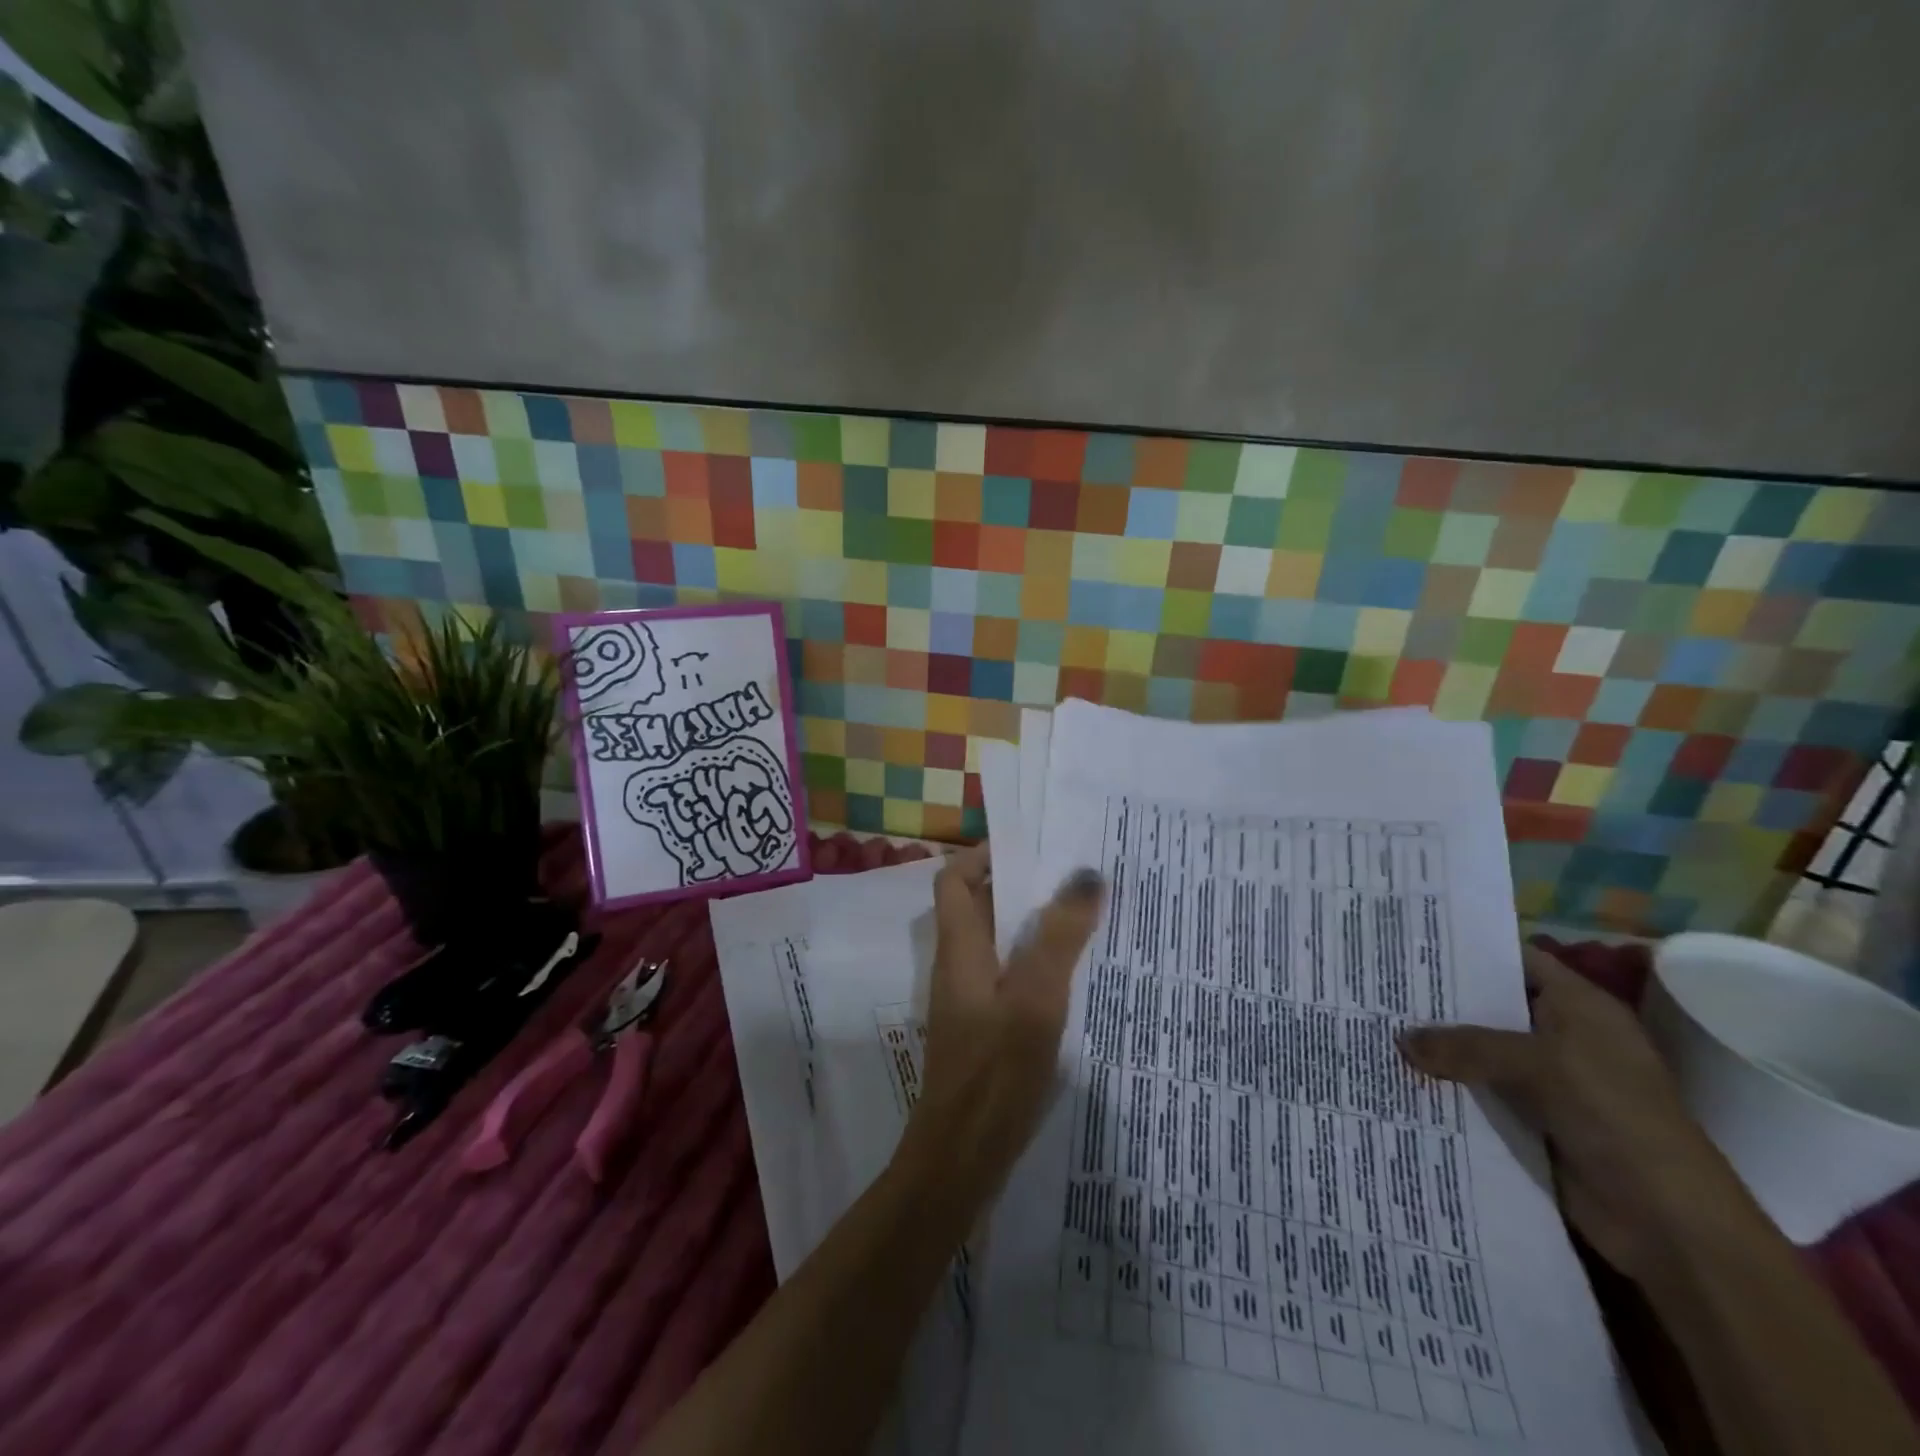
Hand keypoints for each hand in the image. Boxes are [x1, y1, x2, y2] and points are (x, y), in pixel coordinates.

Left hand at [894, 844, 1104, 1210]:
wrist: (962, 1158)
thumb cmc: (996, 1072)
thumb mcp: (1035, 998)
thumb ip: (1059, 937)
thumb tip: (1085, 874)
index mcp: (960, 948)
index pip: (953, 879)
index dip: (983, 855)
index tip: (1031, 846)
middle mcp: (959, 967)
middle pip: (979, 907)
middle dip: (1021, 886)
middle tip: (1075, 877)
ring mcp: (969, 1000)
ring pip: (998, 943)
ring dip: (1034, 926)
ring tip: (1085, 917)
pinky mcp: (983, 1030)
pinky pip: (1009, 977)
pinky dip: (1036, 964)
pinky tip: (1076, 977)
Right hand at [1398, 943, 1760, 1281]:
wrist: (1670, 1224)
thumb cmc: (1616, 1118)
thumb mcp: (1538, 1064)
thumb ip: (1465, 1045)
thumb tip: (1400, 1039)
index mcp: (1579, 1007)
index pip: (1514, 961)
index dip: (1466, 950)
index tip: (1409, 940)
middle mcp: (1562, 1036)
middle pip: (1490, 1006)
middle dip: (1439, 1000)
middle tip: (1378, 983)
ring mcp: (1549, 1082)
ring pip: (1479, 1052)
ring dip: (1437, 1048)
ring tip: (1375, 1026)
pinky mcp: (1534, 1121)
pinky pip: (1480, 1092)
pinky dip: (1446, 1086)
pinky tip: (1398, 1076)